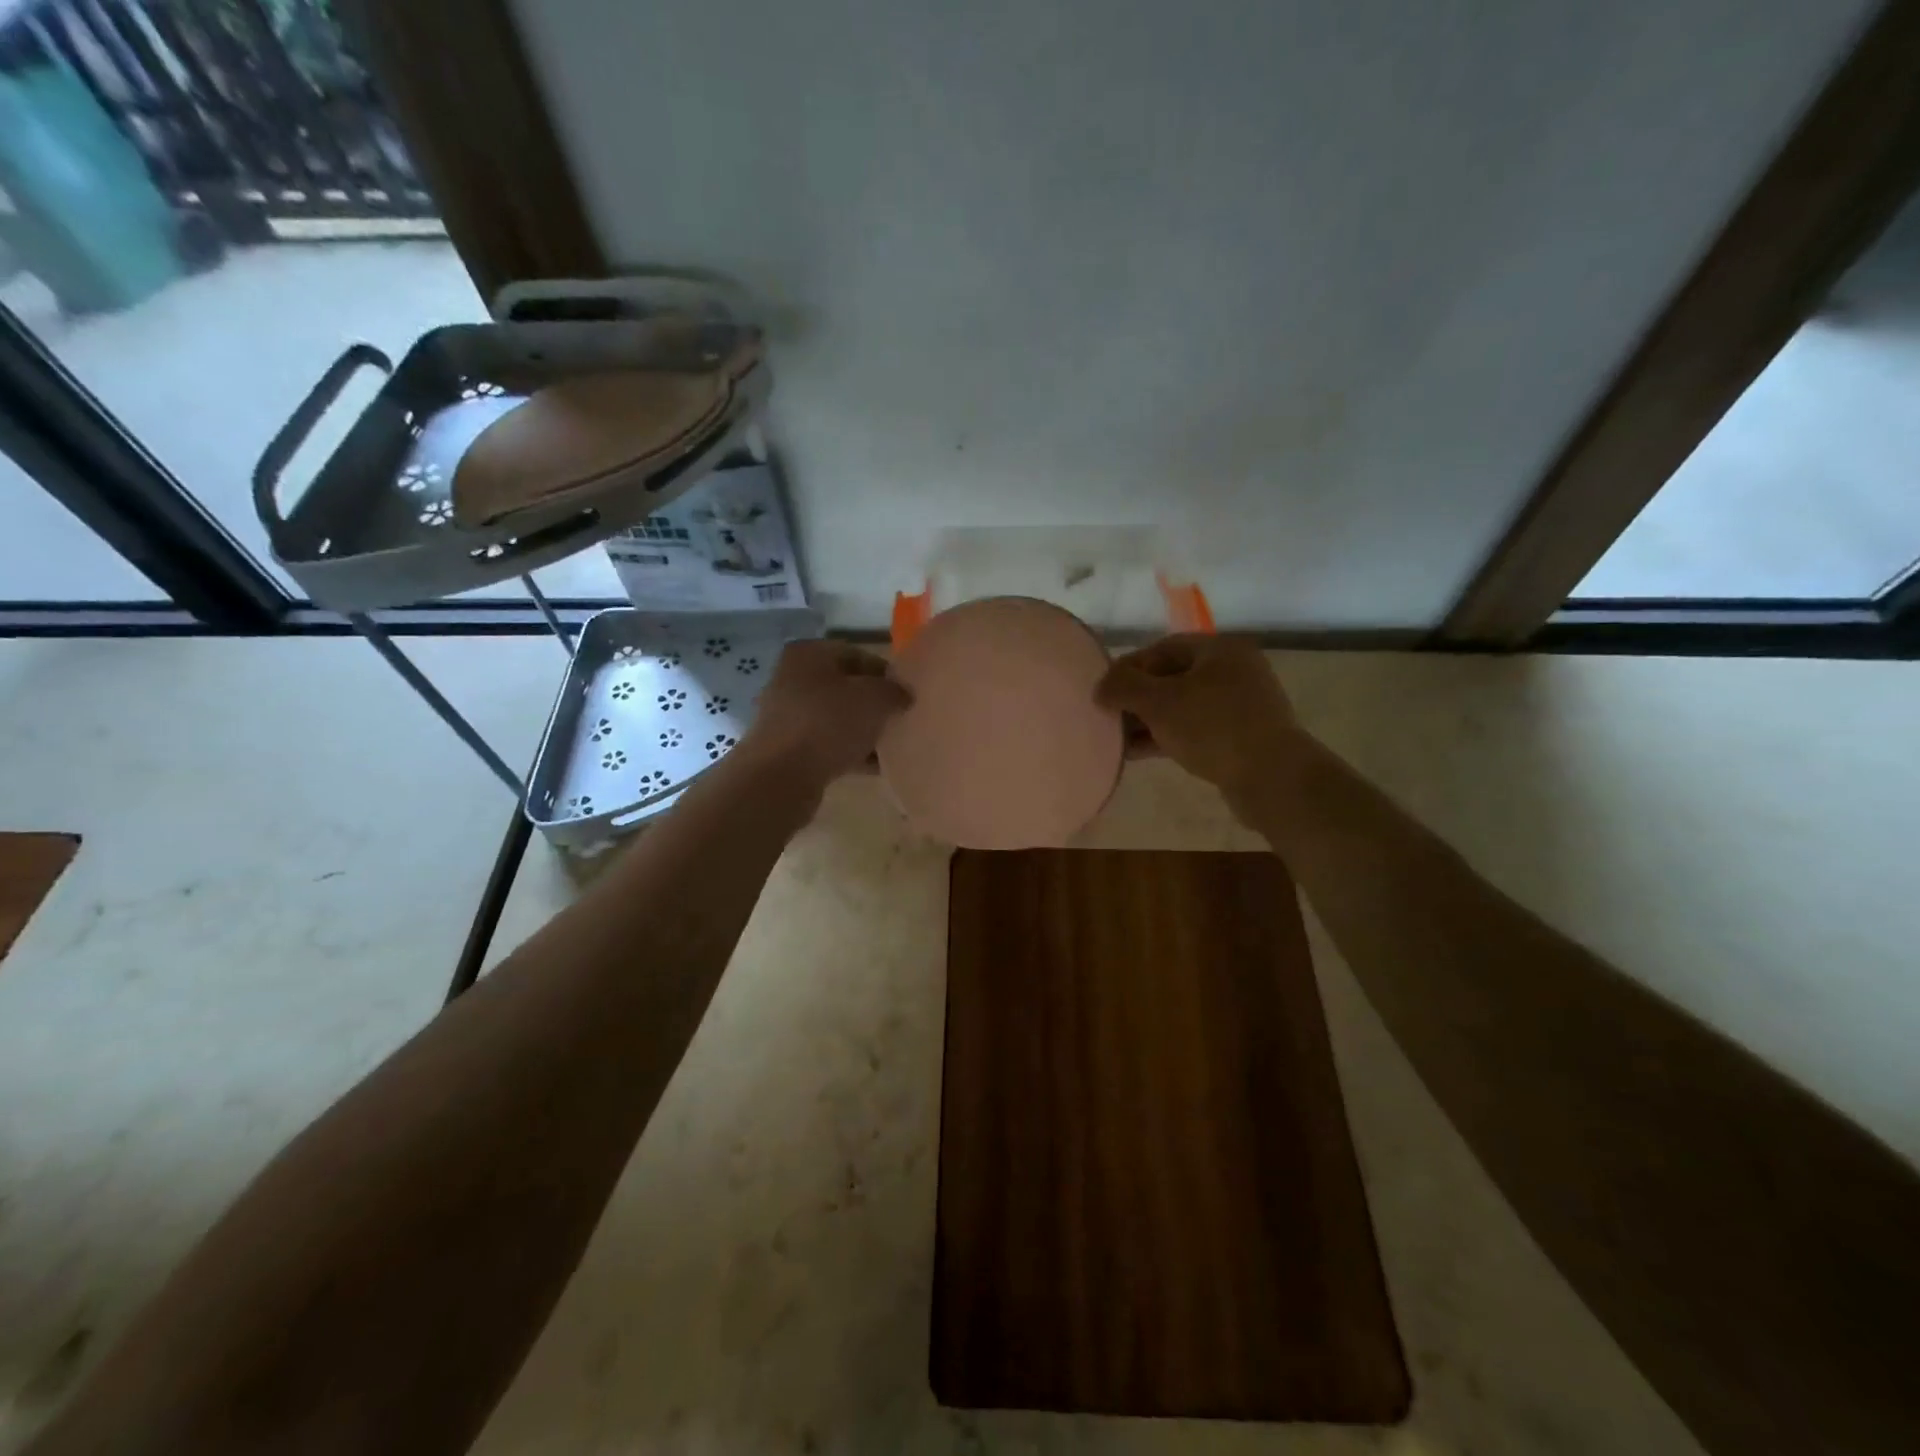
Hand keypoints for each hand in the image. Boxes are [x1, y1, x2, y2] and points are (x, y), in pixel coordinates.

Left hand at [743, 640, 910, 787]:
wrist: (781, 776)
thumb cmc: (829, 723)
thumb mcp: (875, 698)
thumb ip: (894, 691)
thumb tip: (902, 695)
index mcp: (809, 653)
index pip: (858, 655)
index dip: (886, 674)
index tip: (906, 695)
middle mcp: (792, 678)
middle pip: (846, 688)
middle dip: (874, 705)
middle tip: (900, 720)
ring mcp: (787, 715)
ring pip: (837, 718)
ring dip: (863, 730)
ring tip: (891, 747)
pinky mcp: (787, 748)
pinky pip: (827, 744)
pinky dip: (849, 752)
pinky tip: (875, 767)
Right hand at [1095, 635, 1303, 805]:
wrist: (1272, 778)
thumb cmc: (1213, 728)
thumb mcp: (1160, 702)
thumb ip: (1124, 688)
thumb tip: (1100, 687)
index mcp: (1220, 650)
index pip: (1162, 648)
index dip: (1128, 667)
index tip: (1103, 690)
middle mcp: (1233, 671)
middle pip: (1171, 677)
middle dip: (1137, 697)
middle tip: (1107, 716)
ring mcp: (1240, 706)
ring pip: (1181, 707)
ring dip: (1148, 721)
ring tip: (1116, 739)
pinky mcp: (1240, 737)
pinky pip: (1194, 730)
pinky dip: (1166, 737)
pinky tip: (1138, 753)